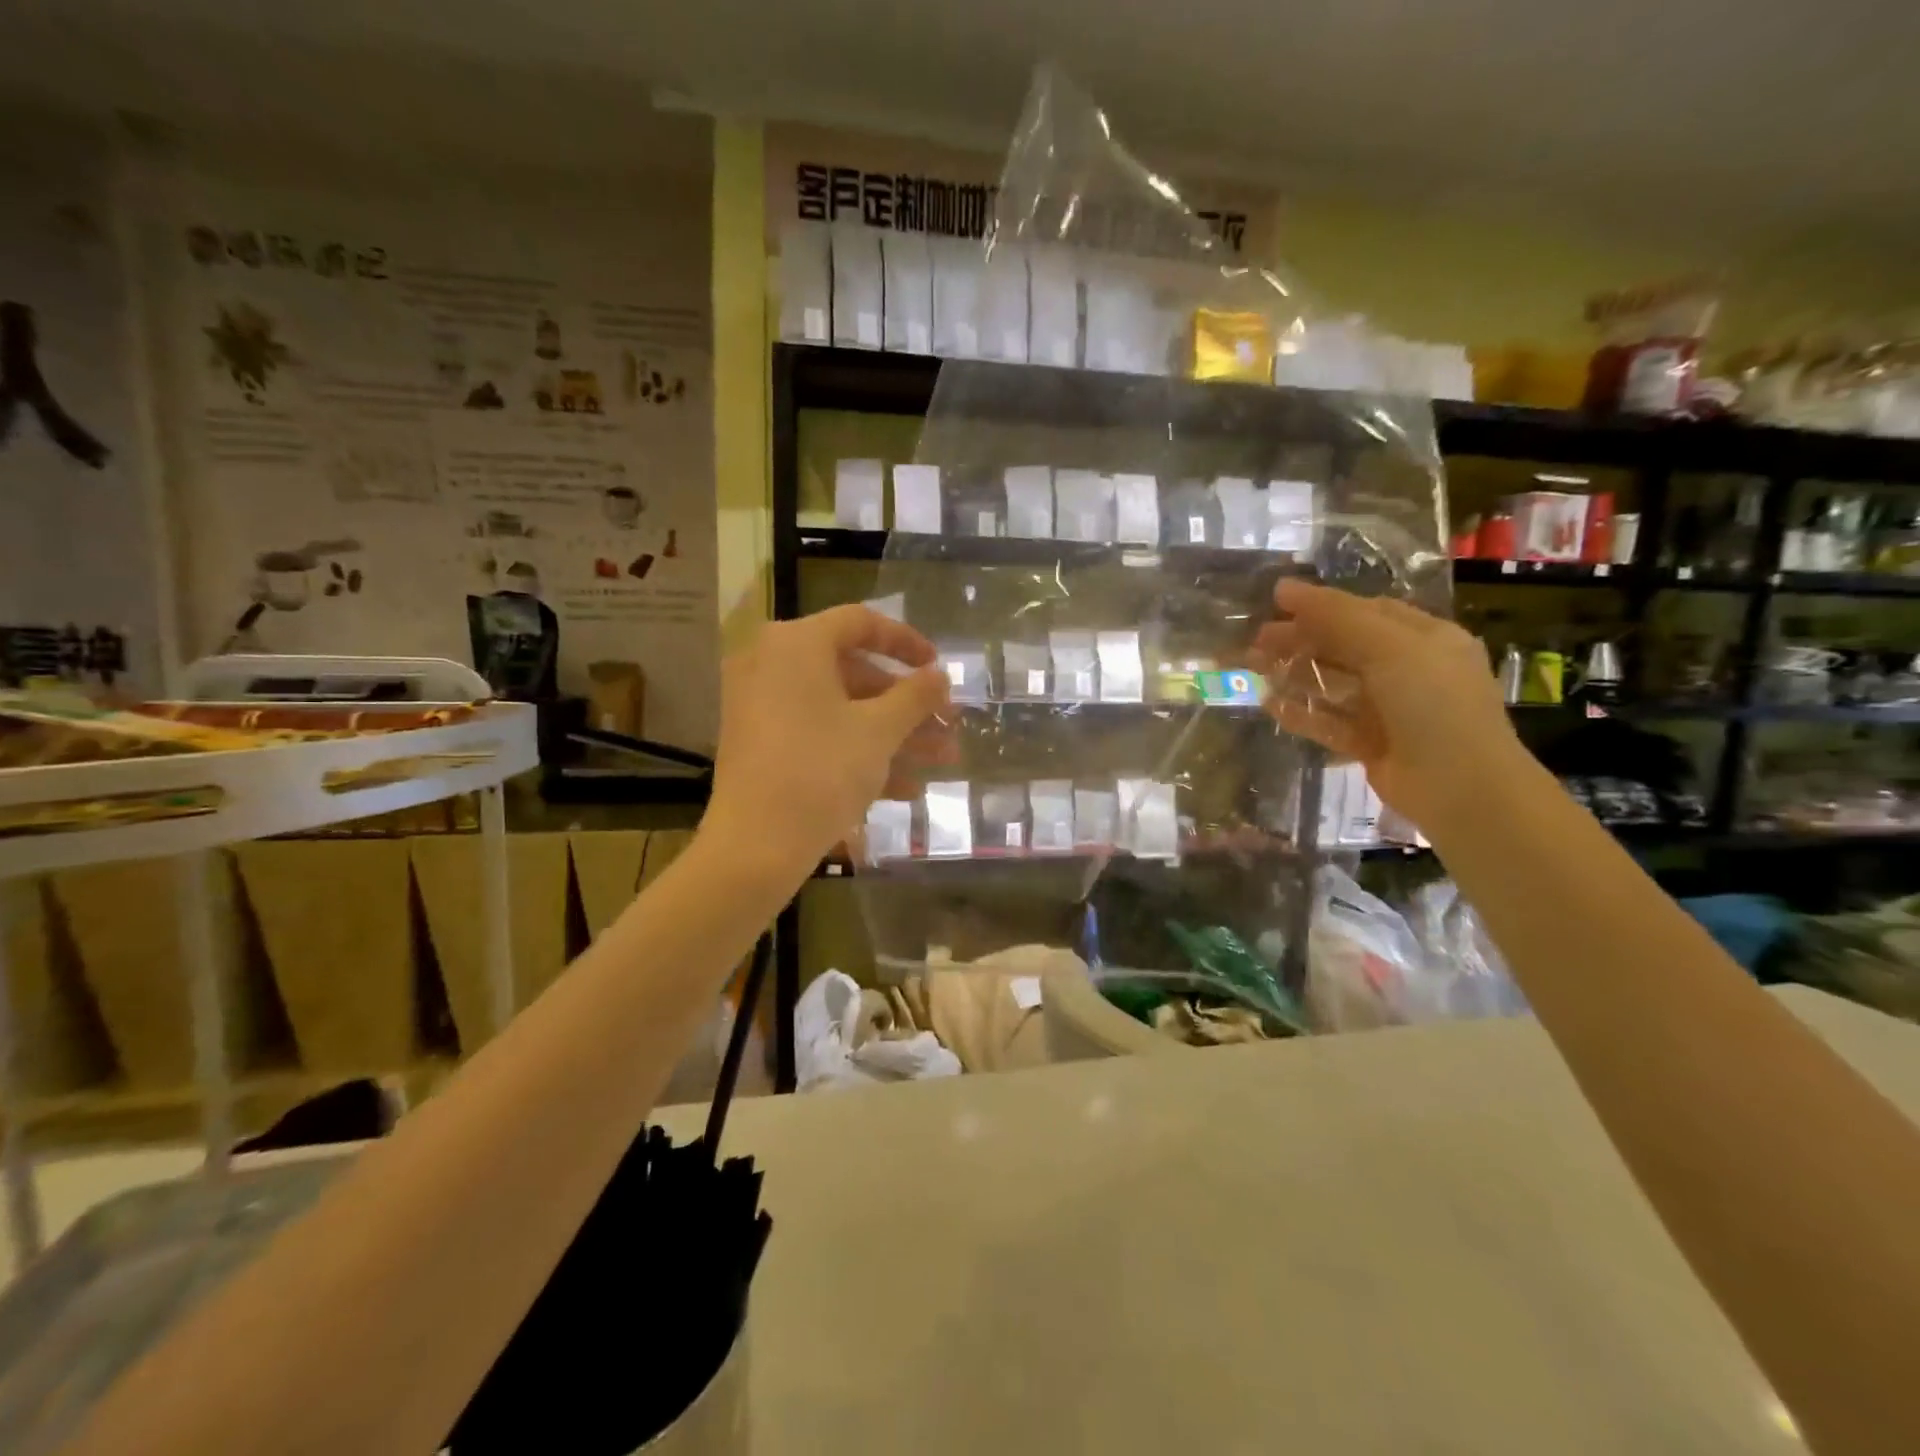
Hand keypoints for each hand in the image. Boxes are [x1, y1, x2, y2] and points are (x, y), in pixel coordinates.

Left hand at [703, 605, 952, 881]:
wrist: (756, 847)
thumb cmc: (821, 772)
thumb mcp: (879, 731)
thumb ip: (915, 696)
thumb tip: (940, 676)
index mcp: (796, 644)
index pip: (860, 623)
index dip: (907, 642)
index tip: (938, 668)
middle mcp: (772, 665)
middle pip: (854, 673)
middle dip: (907, 705)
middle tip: (948, 726)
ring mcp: (762, 707)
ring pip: (841, 710)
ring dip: (894, 734)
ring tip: (942, 761)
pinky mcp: (762, 745)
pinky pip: (819, 735)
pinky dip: (859, 753)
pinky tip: (906, 789)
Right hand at [1250, 580, 1523, 831]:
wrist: (1461, 788)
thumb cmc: (1433, 705)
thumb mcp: (1390, 648)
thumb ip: (1337, 617)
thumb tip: (1284, 587)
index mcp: (1424, 639)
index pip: (1366, 611)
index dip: (1321, 605)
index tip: (1275, 602)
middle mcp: (1407, 670)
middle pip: (1343, 647)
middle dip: (1300, 640)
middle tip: (1255, 641)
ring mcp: (1388, 710)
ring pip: (1332, 684)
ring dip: (1294, 674)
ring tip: (1252, 668)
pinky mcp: (1370, 744)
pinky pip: (1328, 721)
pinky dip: (1301, 712)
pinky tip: (1269, 705)